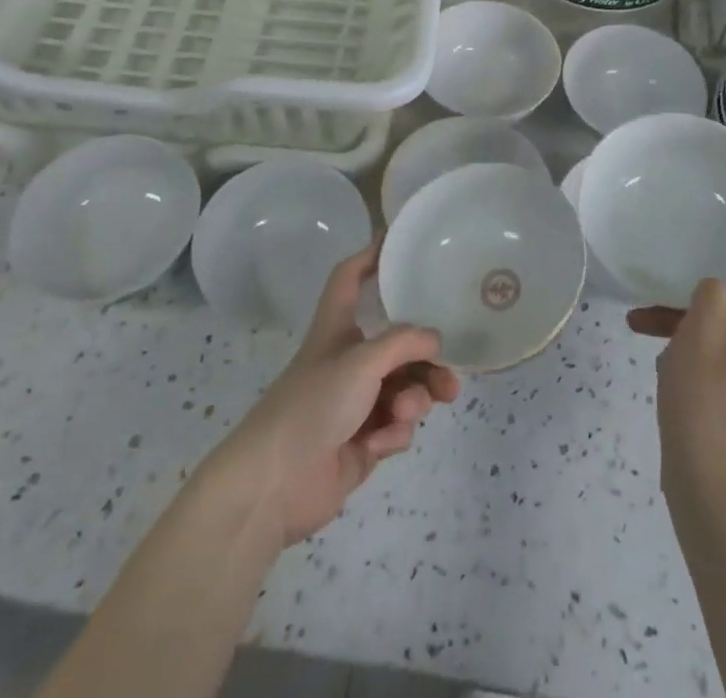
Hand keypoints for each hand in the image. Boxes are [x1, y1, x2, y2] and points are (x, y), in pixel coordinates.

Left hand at [202, 240, 459, 547]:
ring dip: (415, 399)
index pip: (350, 278)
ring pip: (404, 387)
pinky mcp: (363, 440)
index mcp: (337, 328)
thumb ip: (404, 343)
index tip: (395, 240)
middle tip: (450, 376)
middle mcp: (348, 359)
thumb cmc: (313, 404)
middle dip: (426, 359)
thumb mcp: (362, 361)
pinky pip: (395, 425)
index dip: (370, 256)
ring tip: (412, 411)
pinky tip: (381, 443)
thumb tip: (436, 339)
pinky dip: (394, 432)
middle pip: (397, 344)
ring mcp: (356, 402)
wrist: (276, 484)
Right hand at [628, 275, 725, 505]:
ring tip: (639, 329)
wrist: (714, 496)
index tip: (697, 253)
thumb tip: (722, 287)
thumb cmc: (707, 406)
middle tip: (650, 303)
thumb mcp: (699, 336)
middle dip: (691, 304)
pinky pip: (724, 368)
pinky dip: (695, 360)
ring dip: (685, 331)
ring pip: (725, 340)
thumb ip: (711, 296)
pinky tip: (663, 368)